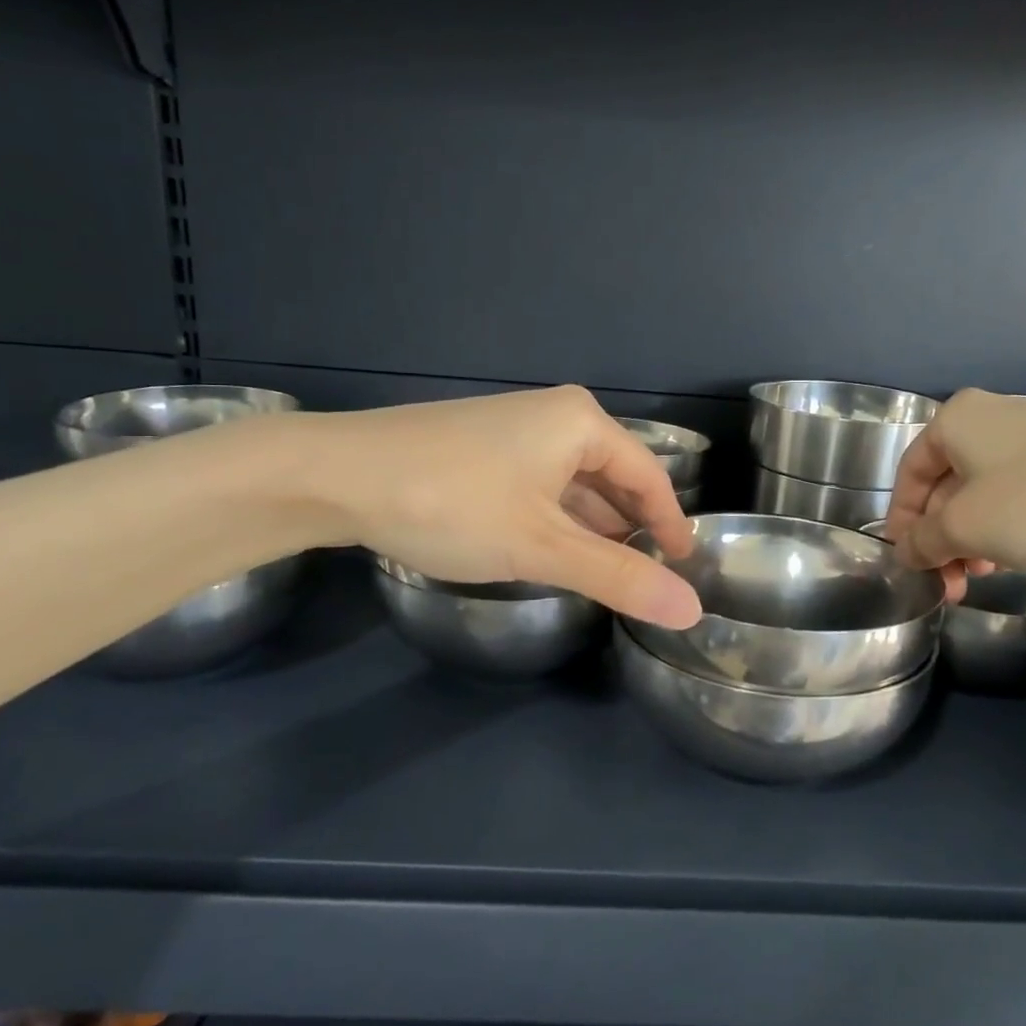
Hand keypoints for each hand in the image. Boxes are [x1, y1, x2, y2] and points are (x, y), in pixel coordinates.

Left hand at [285, 386, 701, 626]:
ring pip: (575, 483)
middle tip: (647, 577)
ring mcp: (515, 429)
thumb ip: (618, 577)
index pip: (649, 477)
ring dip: (592, 526)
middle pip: (614, 477)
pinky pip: (541, 484)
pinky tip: (551, 550)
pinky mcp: (483, 448)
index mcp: (582, 423)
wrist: (334, 475)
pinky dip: (556, 518)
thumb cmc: (452, 503)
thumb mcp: (541, 547)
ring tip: (606, 573)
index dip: (670, 524)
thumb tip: (691, 610)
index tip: (685, 569)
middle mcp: (555, 416)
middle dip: (631, 526)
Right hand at [883, 389, 1025, 574]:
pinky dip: (1006, 525)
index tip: (909, 563)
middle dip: (942, 537)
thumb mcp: (966, 528)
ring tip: (982, 575)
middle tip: (949, 582)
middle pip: (947, 484)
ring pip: (983, 492)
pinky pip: (1019, 492)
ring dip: (973, 537)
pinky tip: (1016, 555)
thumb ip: (924, 540)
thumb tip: (906, 551)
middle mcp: (991, 417)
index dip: (902, 522)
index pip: (910, 474)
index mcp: (956, 420)